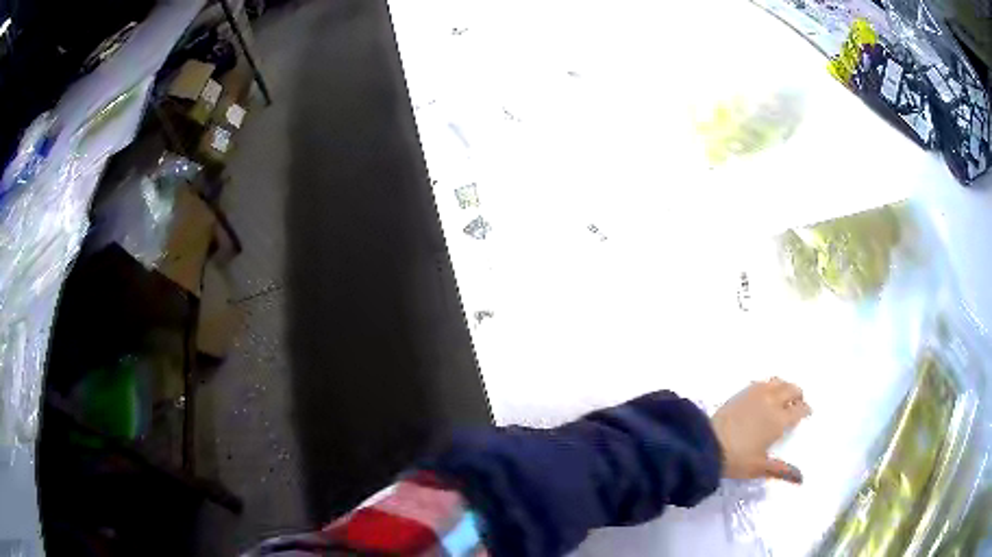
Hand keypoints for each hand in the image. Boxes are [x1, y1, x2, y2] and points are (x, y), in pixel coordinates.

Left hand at [711, 378, 810, 483]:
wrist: (707, 444)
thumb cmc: (736, 459)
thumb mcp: (760, 468)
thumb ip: (782, 471)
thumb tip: (802, 479)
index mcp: (779, 420)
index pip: (799, 410)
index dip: (805, 410)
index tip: (807, 413)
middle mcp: (771, 402)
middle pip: (792, 390)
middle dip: (798, 395)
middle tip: (798, 403)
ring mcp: (756, 394)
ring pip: (778, 382)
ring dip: (785, 387)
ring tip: (784, 396)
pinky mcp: (741, 392)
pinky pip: (761, 383)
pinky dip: (769, 385)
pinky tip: (765, 394)